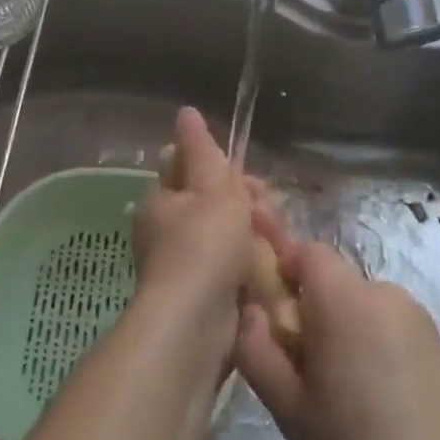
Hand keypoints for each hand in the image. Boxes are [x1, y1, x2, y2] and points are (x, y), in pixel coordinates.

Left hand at [131, 108, 258, 339]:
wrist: (195, 328)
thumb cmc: (204, 246)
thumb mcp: (211, 189)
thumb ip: (203, 150)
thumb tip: (186, 111)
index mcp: (161, 200)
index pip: (191, 170)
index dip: (225, 170)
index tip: (254, 183)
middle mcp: (165, 231)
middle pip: (213, 205)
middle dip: (248, 206)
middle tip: (271, 216)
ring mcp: (183, 267)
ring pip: (226, 239)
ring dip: (255, 237)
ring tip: (279, 246)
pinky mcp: (202, 299)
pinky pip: (231, 271)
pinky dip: (251, 269)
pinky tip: (272, 272)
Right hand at [234, 237, 439, 439]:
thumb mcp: (290, 410)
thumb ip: (257, 350)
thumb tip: (249, 311)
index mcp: (344, 300)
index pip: (305, 251)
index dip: (282, 269)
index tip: (271, 311)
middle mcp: (383, 292)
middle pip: (333, 278)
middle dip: (311, 307)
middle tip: (302, 364)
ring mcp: (416, 316)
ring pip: (361, 303)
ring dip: (343, 326)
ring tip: (341, 387)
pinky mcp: (438, 341)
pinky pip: (389, 324)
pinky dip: (373, 342)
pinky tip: (376, 396)